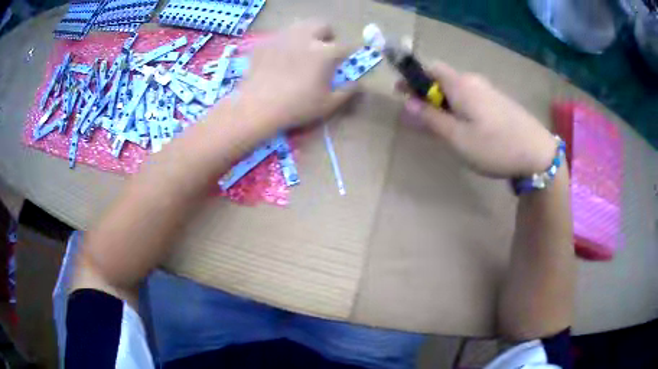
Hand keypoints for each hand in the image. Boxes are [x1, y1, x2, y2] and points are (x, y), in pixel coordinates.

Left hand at [238, 20, 356, 129]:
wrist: (256, 107)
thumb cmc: (296, 107)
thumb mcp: (328, 105)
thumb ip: (346, 92)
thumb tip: (357, 83)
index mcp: (324, 52)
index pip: (344, 46)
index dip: (346, 54)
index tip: (343, 61)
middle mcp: (305, 37)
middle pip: (322, 25)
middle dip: (327, 35)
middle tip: (322, 50)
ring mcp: (283, 37)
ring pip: (300, 25)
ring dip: (306, 35)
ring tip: (301, 51)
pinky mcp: (265, 42)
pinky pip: (280, 36)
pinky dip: (285, 43)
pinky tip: (279, 58)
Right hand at [397, 61, 556, 177]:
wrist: (537, 153)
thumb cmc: (494, 146)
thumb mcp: (457, 137)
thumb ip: (431, 118)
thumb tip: (408, 103)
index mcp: (460, 84)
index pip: (430, 68)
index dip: (413, 78)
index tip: (403, 93)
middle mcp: (474, 81)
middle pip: (444, 79)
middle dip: (429, 94)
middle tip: (423, 119)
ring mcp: (489, 91)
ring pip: (459, 91)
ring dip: (445, 103)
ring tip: (444, 128)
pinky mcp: (500, 102)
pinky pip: (473, 98)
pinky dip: (461, 108)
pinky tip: (468, 129)